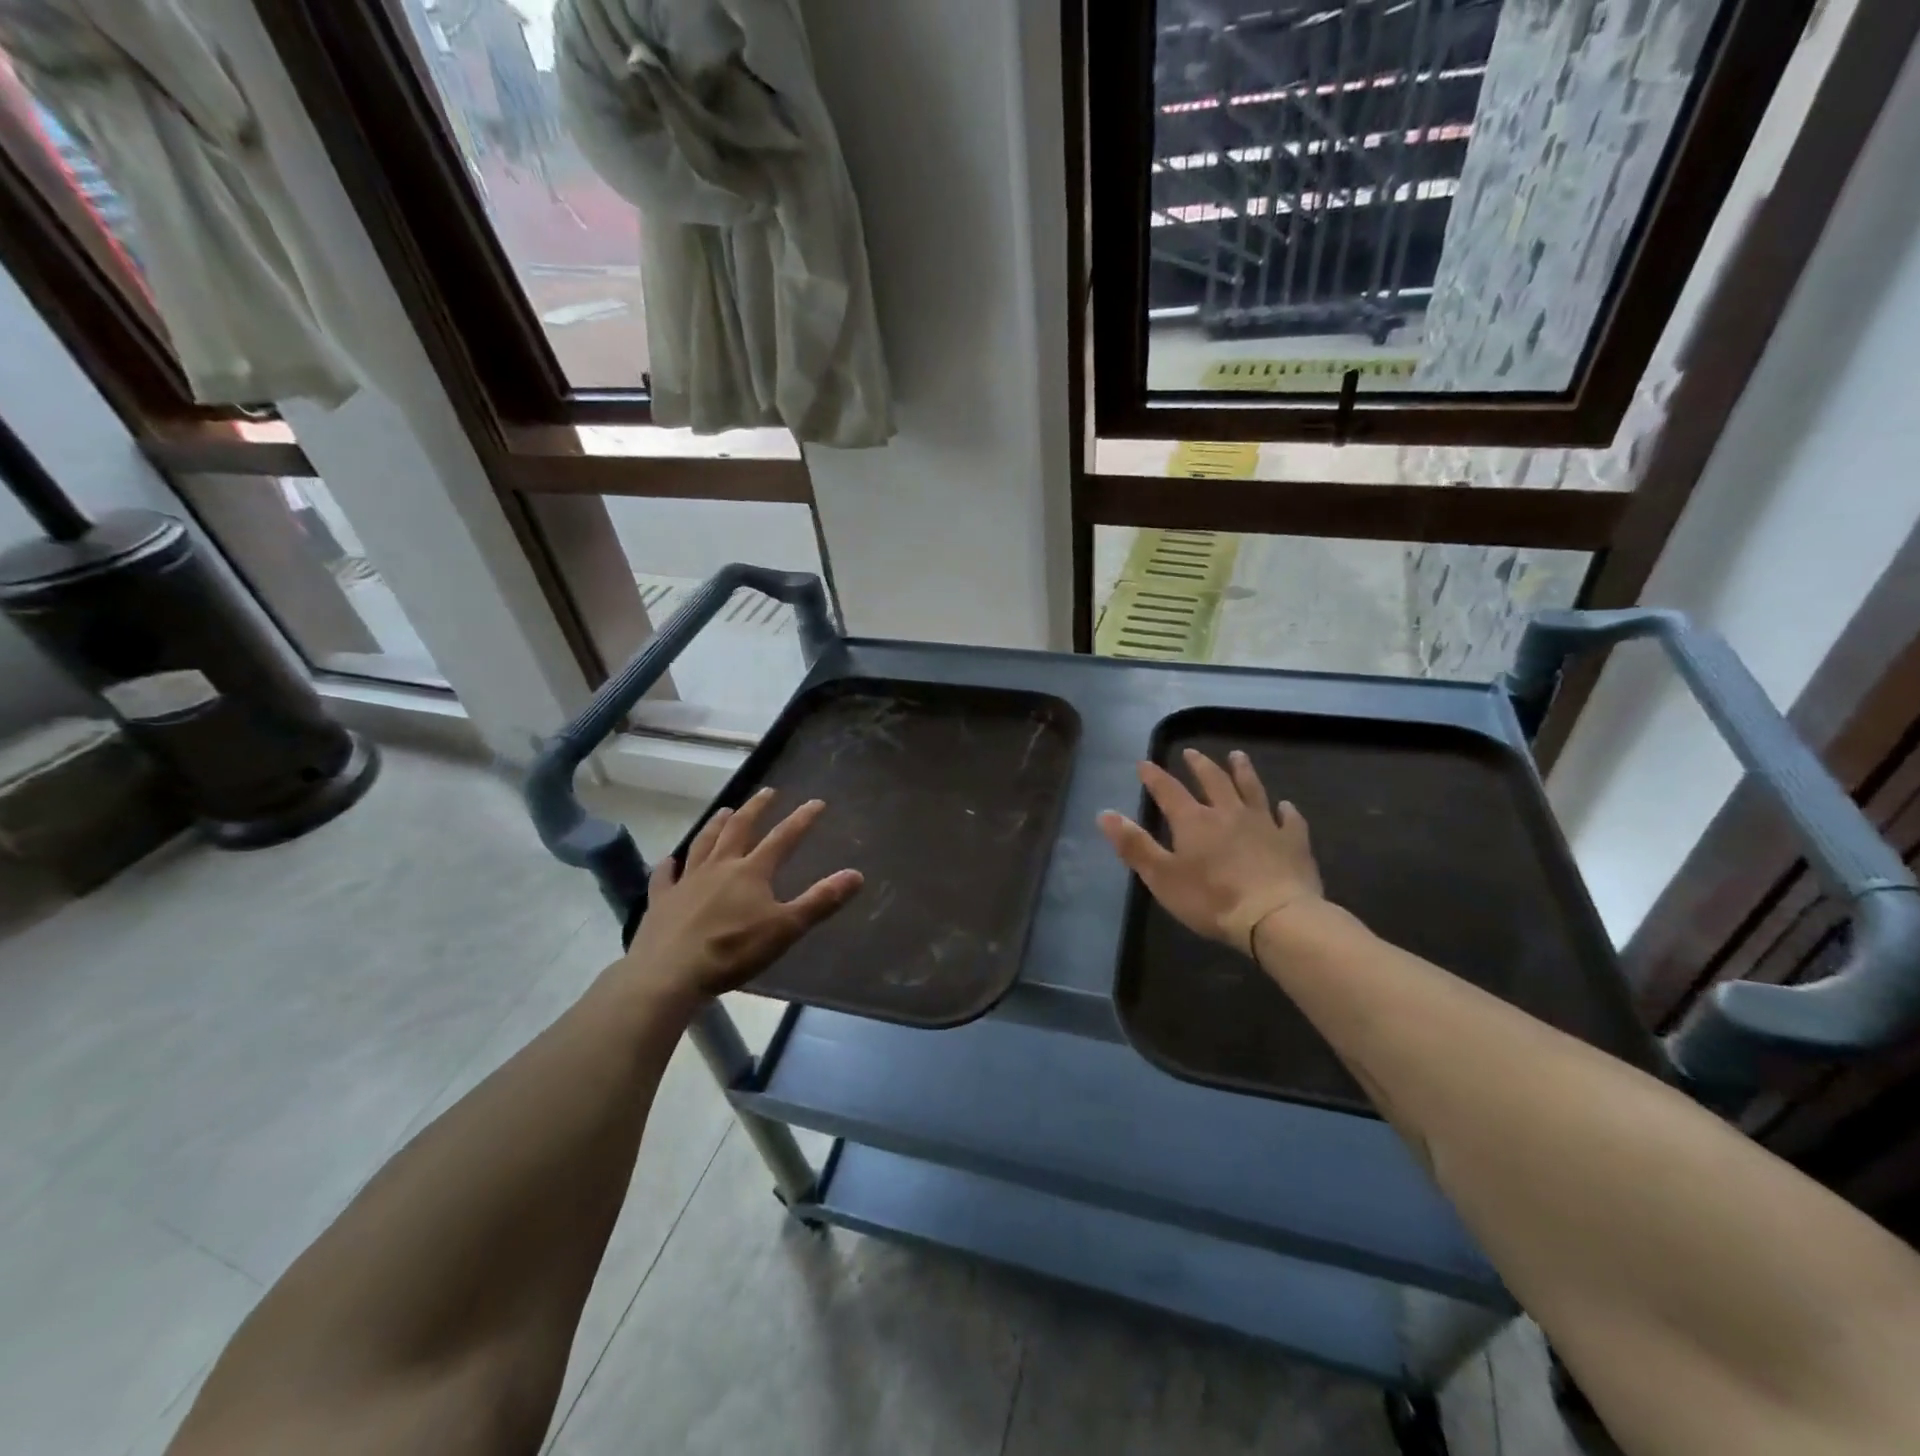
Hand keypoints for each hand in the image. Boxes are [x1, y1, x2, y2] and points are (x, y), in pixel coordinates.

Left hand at [623, 788, 863, 1001]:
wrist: (669, 973)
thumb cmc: (733, 950)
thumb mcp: (786, 927)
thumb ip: (821, 900)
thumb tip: (856, 874)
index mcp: (752, 871)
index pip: (783, 838)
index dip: (802, 819)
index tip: (816, 802)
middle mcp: (719, 866)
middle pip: (739, 829)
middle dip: (756, 809)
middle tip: (767, 792)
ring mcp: (687, 881)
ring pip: (703, 844)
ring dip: (716, 825)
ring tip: (725, 811)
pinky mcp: (661, 900)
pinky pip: (665, 876)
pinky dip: (669, 865)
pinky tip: (670, 860)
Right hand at [1098, 748, 1322, 955]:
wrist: (1276, 917)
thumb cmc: (1211, 900)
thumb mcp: (1162, 876)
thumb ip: (1134, 845)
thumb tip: (1105, 813)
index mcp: (1194, 821)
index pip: (1169, 791)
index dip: (1154, 777)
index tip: (1144, 763)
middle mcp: (1229, 813)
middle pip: (1213, 781)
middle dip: (1199, 766)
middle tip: (1191, 753)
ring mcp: (1265, 825)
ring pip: (1252, 789)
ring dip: (1243, 772)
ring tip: (1237, 756)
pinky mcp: (1293, 842)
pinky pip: (1290, 820)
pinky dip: (1286, 811)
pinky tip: (1286, 807)